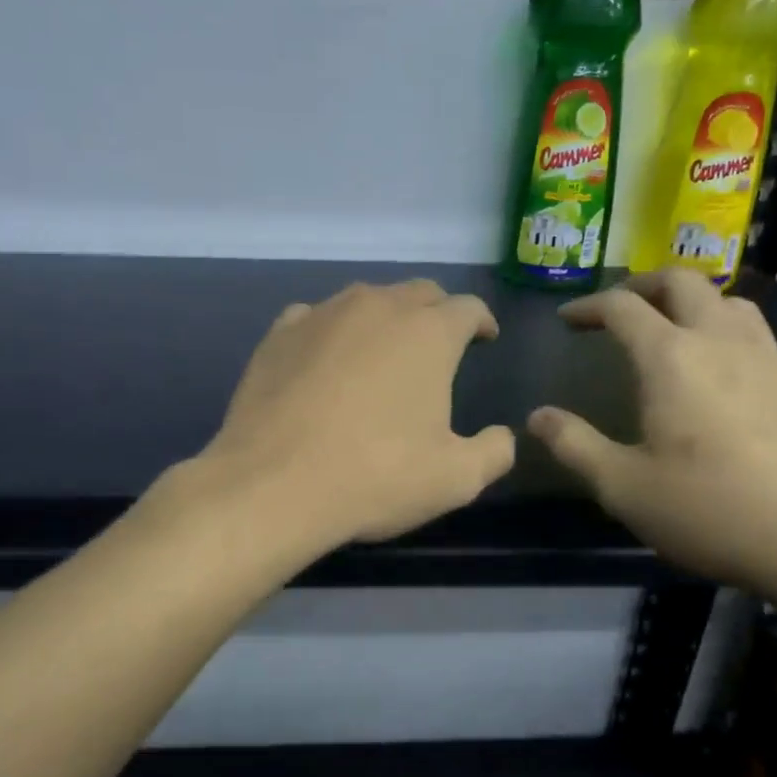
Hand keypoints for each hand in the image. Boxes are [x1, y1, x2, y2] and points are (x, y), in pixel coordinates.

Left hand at [203, 280, 515, 544]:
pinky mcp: (280, 333)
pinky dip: (331, 331)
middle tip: (439, 343)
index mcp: (428, 333)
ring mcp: (323, 314)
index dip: (481, 322)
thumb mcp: (456, 479)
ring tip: (383, 348)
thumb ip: (493, 451)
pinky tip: (326, 357)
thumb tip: (502, 436)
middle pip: (419, 292)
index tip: (484, 339)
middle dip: (437, 312)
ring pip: (366, 298)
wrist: (274, 484)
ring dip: (384, 317)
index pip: (467, 308)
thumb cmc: (376, 477)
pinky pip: (316, 317)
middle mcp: (378, 307)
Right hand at [527, 269, 776, 611]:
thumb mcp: (624, 488)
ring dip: (688, 300)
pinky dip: (721, 326)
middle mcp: (721, 340)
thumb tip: (537, 417)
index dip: (588, 306)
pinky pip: (752, 330)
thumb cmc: (713, 510)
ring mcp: (767, 357)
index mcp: (671, 357)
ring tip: (667, 328)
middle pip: (680, 281)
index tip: (567, 320)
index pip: (622, 307)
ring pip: (725, 299)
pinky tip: (717, 370)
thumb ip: (574, 446)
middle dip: (640, 285)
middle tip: (616, 309)